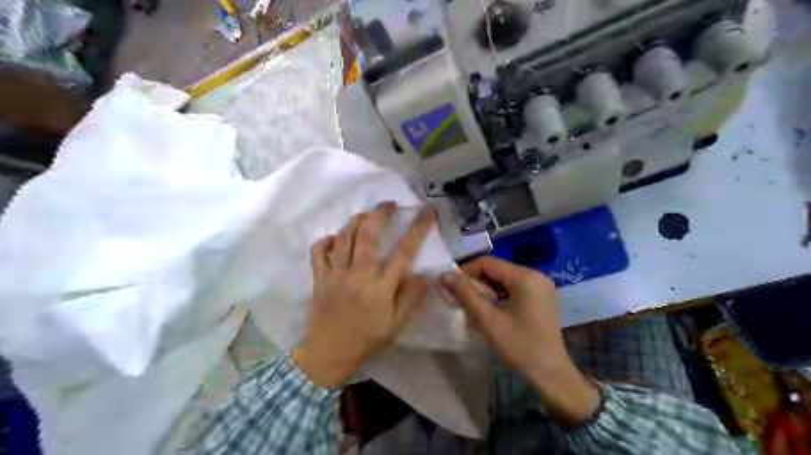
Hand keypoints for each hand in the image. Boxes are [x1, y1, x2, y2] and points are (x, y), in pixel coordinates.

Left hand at [296, 204, 437, 389]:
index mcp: (380, 287)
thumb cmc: (367, 339)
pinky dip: (326, 240)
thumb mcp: (396, 323)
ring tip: (367, 214)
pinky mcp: (319, 278)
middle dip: (380, 213)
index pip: (404, 252)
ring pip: (344, 237)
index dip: (418, 228)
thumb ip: (411, 297)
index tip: (427, 211)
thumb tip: (427, 274)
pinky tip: (335, 238)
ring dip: (356, 220)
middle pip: (368, 235)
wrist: (329, 354)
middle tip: (389, 203)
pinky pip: (318, 252)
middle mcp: (358, 275)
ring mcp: (335, 274)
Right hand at [442, 259, 597, 427]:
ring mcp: (541, 287)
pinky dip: (499, 295)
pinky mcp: (541, 298)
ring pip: (504, 279)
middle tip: (459, 298)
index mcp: (526, 277)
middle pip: (497, 270)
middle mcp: (536, 275)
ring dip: (486, 289)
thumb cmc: (519, 346)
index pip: (488, 263)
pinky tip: (490, 310)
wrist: (550, 374)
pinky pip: (514, 288)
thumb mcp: (487, 319)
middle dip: (476, 282)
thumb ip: (465, 294)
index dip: (466, 271)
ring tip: (472, 305)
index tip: (450, 286)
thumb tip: (444, 274)